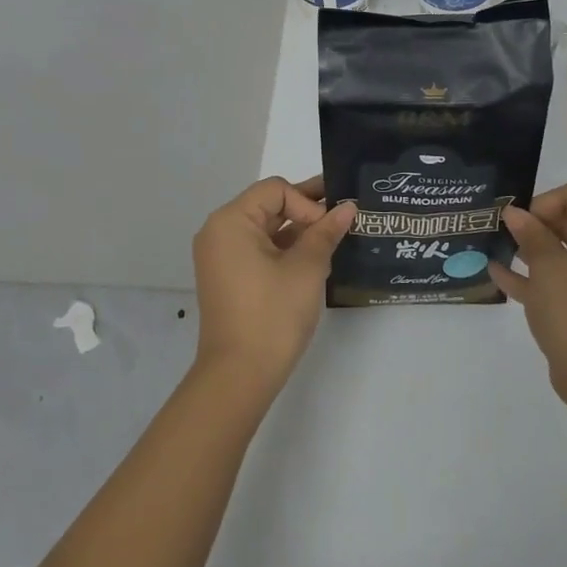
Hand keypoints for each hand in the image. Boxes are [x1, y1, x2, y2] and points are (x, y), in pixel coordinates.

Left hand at [190, 176, 354, 394]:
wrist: (239, 376)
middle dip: (306, 210)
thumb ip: (326, 232)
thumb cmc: (272, 314)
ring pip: (266, 229)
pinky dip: (284, 249)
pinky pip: (258, 249)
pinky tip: (314, 258)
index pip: (276, 190)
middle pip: (269, 205)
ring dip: (298, 231)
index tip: (329, 228)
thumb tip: (347, 208)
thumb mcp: (306, 269)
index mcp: (230, 221)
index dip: (307, 202)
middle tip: (345, 213)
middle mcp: (219, 232)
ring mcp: (221, 256)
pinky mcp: (228, 277)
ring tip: (334, 238)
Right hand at [489, 182, 566, 399]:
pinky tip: (502, 276)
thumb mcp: (546, 265)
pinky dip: (541, 277)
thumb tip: (514, 213)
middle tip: (503, 235)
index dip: (542, 203)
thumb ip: (530, 234)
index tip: (517, 224)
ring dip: (534, 251)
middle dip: (535, 227)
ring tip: (499, 252)